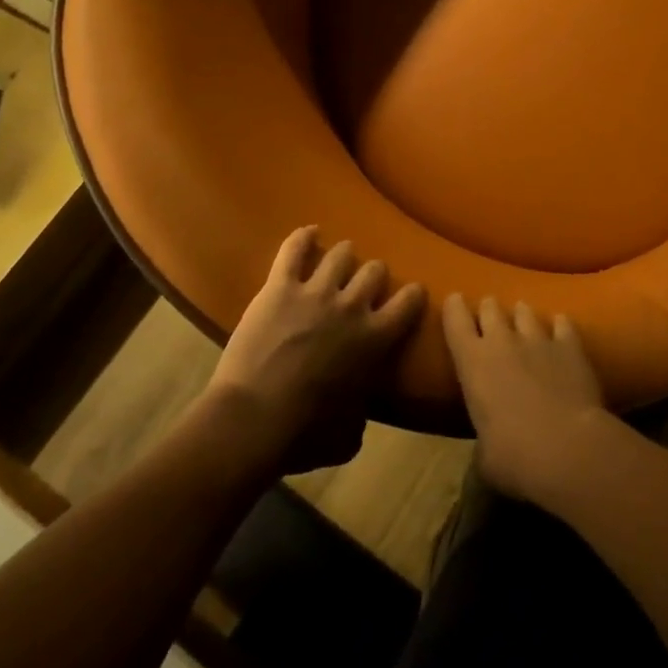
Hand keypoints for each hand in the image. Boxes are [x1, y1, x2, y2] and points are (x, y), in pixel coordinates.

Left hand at [210, 227, 425, 472]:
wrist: (254, 419)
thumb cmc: (305, 434)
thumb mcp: (348, 435)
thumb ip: (361, 414)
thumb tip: (359, 410)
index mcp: (375, 339)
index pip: (409, 302)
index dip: (412, 295)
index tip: (411, 294)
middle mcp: (352, 306)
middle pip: (374, 271)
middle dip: (372, 275)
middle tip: (364, 284)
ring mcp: (316, 292)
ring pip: (341, 254)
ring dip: (343, 256)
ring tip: (340, 258)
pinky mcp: (280, 287)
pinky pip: (295, 249)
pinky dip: (303, 237)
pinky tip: (310, 233)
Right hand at [442, 294, 607, 503]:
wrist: (568, 448)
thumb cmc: (514, 457)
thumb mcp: (485, 459)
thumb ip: (482, 446)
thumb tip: (484, 461)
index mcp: (472, 362)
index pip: (455, 320)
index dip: (453, 307)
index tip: (454, 300)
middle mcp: (502, 341)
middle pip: (490, 308)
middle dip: (488, 309)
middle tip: (489, 315)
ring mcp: (538, 339)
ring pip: (525, 311)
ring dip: (521, 314)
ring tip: (523, 317)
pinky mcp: (570, 345)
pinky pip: (562, 323)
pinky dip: (559, 325)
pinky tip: (560, 328)